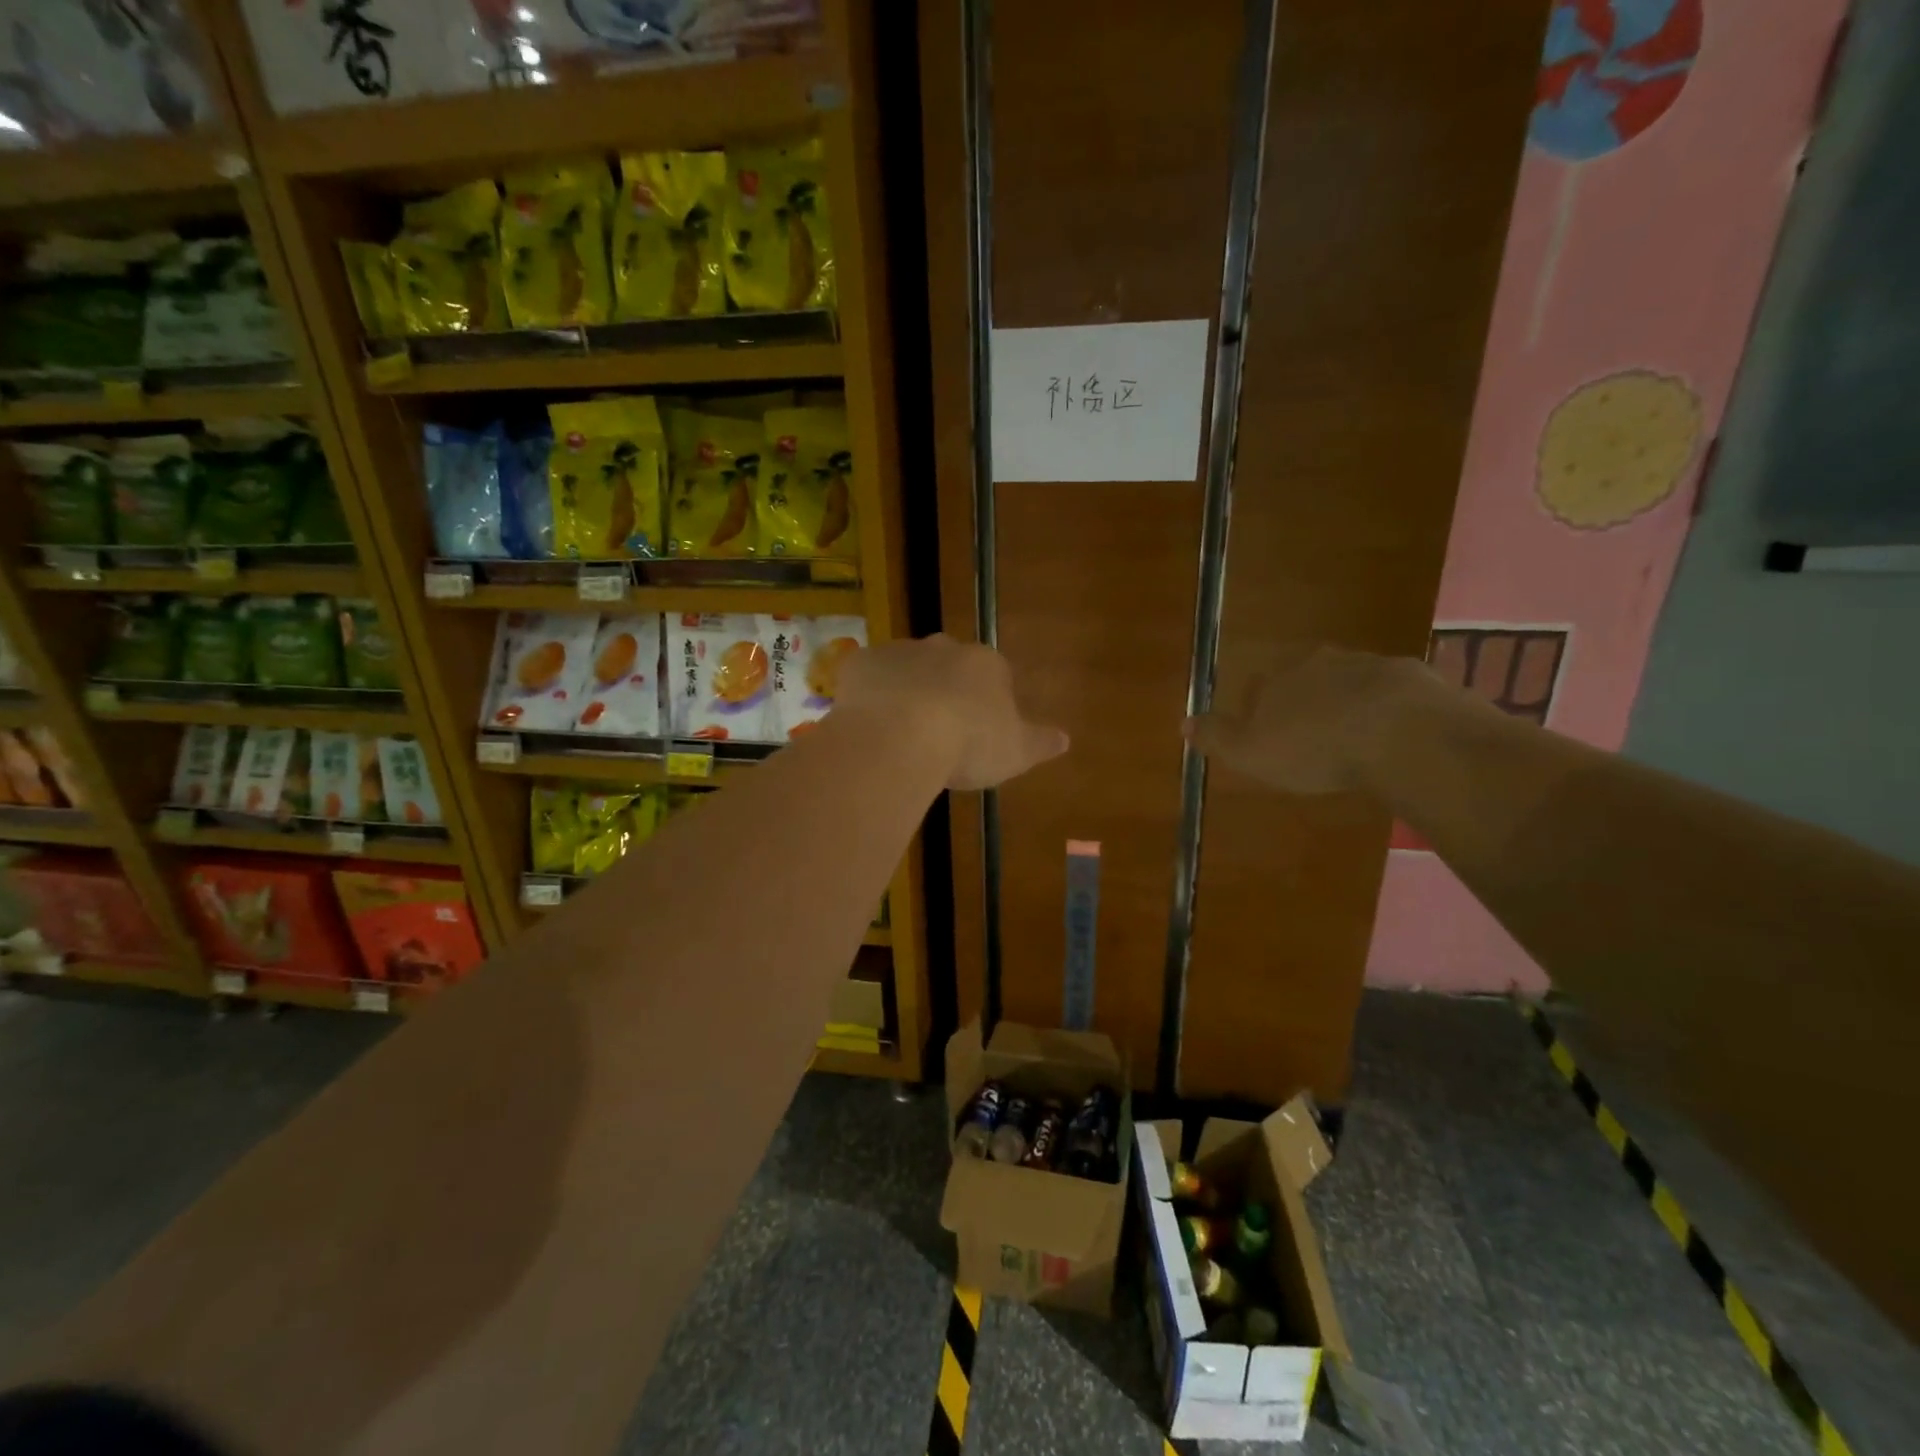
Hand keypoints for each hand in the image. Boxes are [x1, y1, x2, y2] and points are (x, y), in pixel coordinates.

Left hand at [837, 634, 1069, 790]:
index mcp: (985, 665)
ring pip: (906, 669)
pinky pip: (867, 677)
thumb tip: (1066, 738)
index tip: (978, 733)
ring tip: (900, 734)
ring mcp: (899, 651)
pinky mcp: (860, 663)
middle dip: (945, 691)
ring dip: (905, 691)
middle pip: (948, 666)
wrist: (900, 736)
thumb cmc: (968, 744)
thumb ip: (1041, 742)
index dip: (986, 703)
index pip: (994, 676)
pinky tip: (868, 725)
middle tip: (938, 732)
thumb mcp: (1017, 752)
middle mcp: (944, 648)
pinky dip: (868, 695)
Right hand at [1184, 643, 1447, 794]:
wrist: (1403, 734)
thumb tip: (1183, 722)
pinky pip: (1395, 697)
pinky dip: (1391, 713)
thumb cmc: (1314, 746)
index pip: (1260, 687)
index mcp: (1279, 676)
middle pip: (1307, 679)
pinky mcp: (1417, 681)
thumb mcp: (1250, 752)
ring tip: (1356, 741)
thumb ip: (1216, 736)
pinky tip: (1396, 740)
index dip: (1261, 712)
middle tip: (1313, 738)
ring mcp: (1372, 666)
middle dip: (1307, 704)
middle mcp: (1323, 661)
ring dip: (1350, 706)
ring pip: (1352, 684)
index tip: (1269, 738)